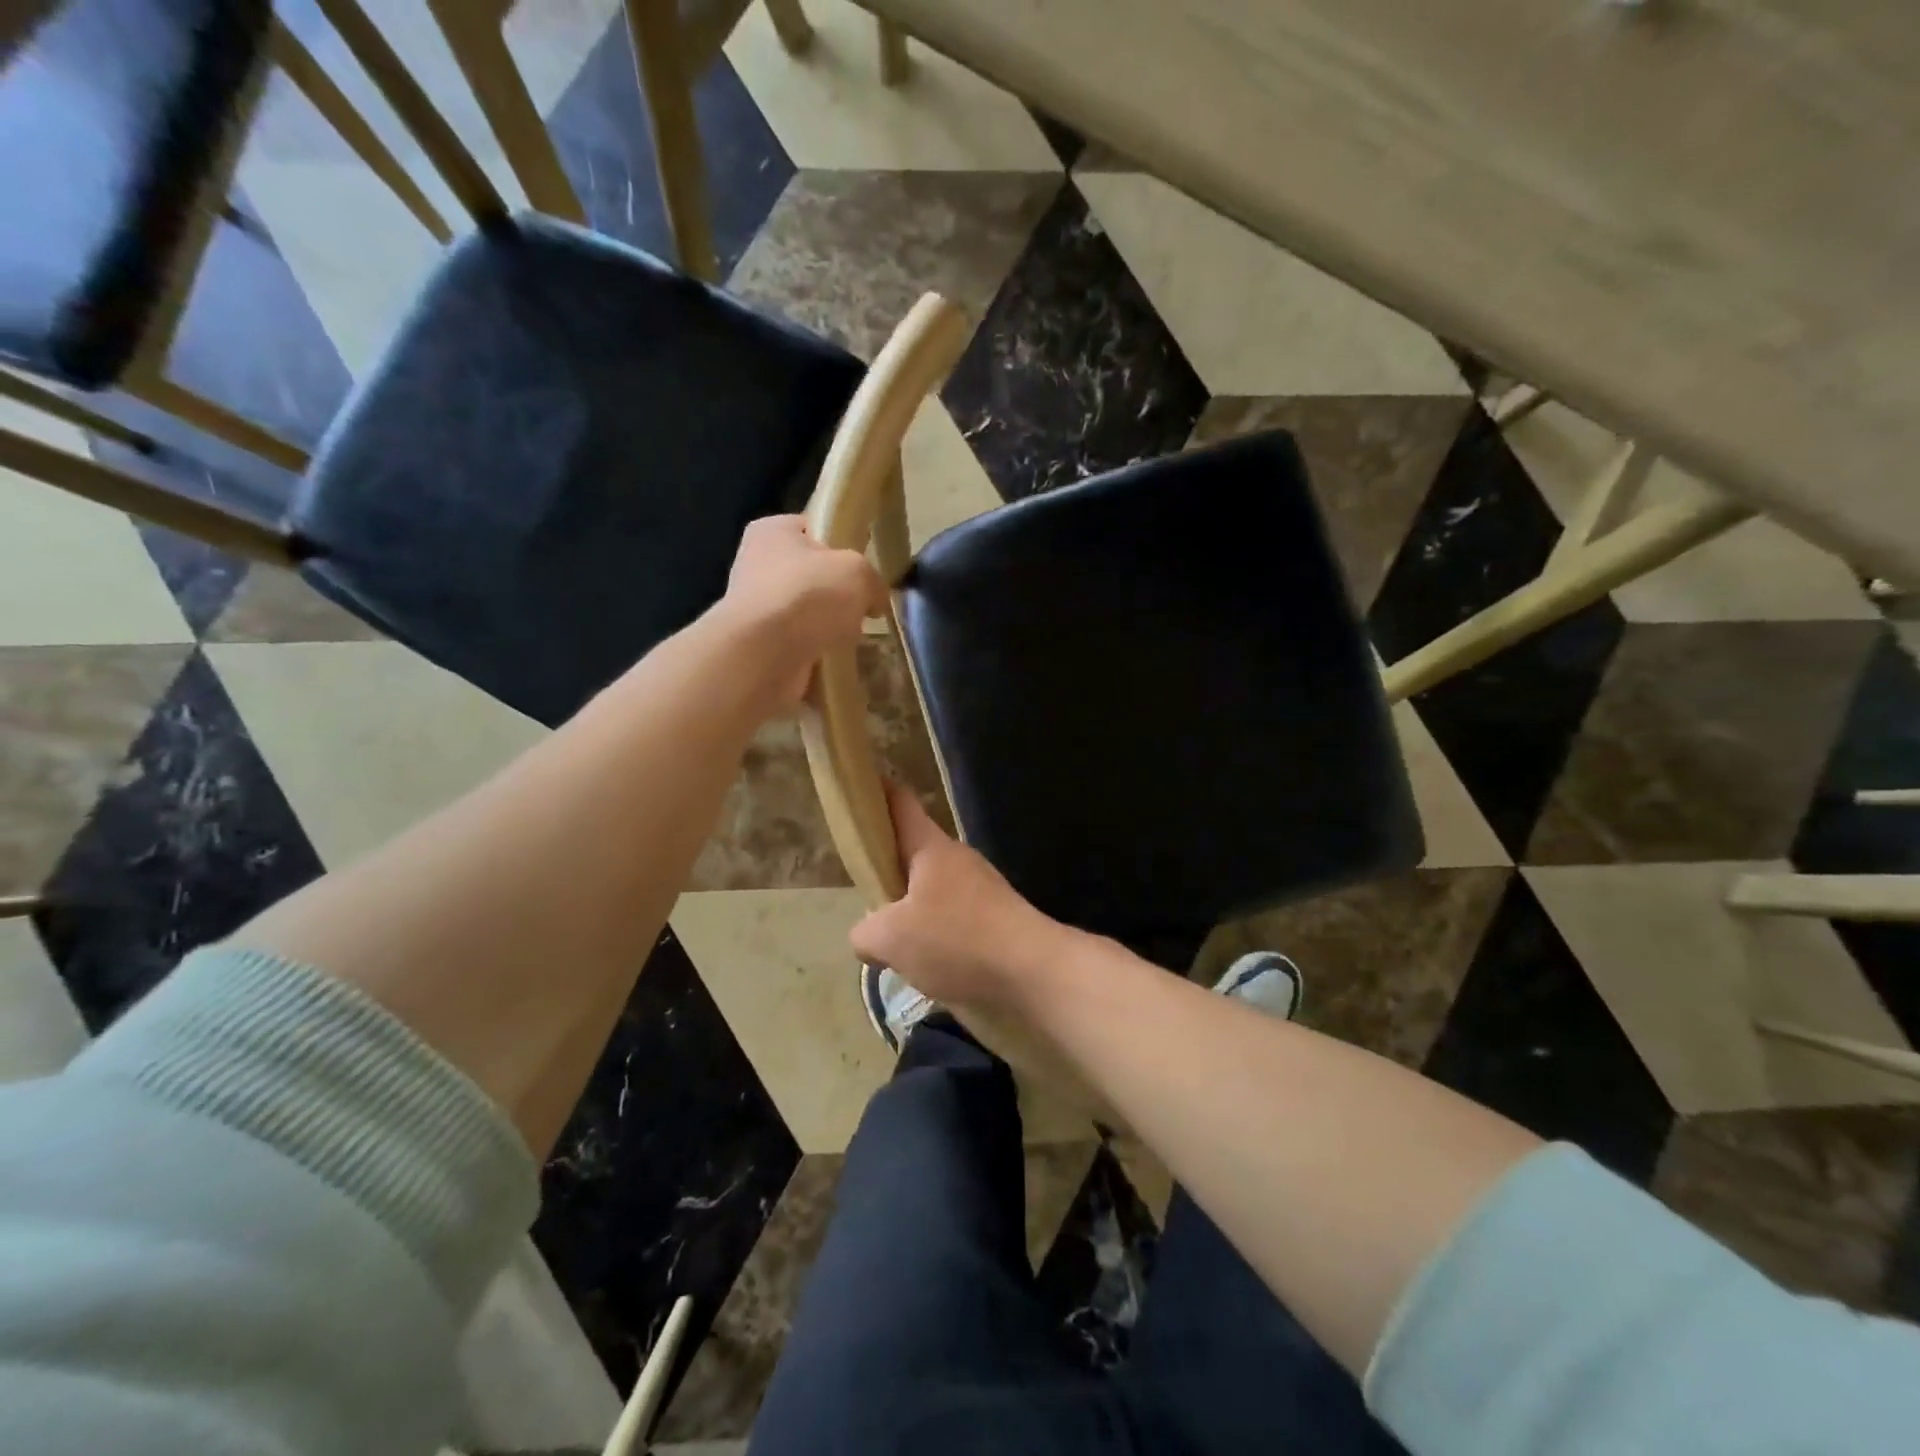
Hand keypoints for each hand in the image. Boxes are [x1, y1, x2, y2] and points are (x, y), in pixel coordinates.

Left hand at [717, 515, 886, 707]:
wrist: (765, 655)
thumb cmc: (809, 596)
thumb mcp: (858, 572)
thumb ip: (873, 580)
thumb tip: (873, 600)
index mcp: (773, 530)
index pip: (813, 529)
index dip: (843, 547)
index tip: (864, 570)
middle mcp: (755, 563)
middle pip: (811, 575)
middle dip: (836, 594)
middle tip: (862, 608)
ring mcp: (753, 606)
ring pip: (805, 613)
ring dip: (827, 627)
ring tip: (850, 638)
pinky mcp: (756, 644)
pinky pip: (798, 644)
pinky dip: (816, 653)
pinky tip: (832, 659)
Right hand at [850, 784, 1070, 1008]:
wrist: (1033, 971)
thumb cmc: (956, 940)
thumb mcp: (891, 940)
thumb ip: (865, 932)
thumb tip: (868, 934)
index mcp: (931, 848)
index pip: (900, 802)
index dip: (876, 793)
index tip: (856, 793)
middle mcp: (958, 858)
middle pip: (914, 853)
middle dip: (889, 872)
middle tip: (867, 899)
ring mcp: (982, 886)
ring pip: (934, 890)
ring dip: (914, 912)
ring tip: (897, 945)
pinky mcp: (999, 916)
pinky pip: (956, 918)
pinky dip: (940, 935)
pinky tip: (932, 965)